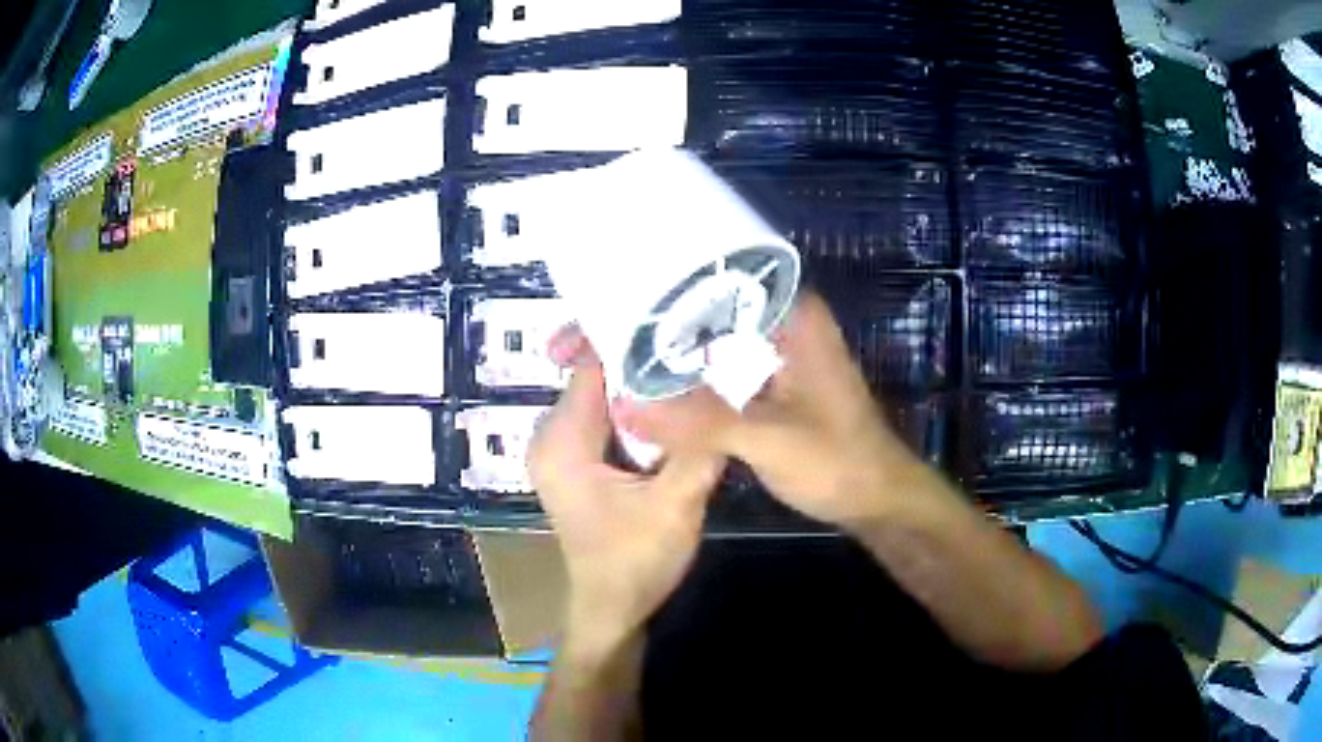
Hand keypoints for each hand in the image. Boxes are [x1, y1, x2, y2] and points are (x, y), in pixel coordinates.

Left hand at [529, 351, 724, 654]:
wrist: (613, 609)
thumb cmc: (634, 563)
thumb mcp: (676, 506)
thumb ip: (698, 447)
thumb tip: (728, 388)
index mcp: (562, 440)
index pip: (594, 364)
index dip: (637, 337)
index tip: (682, 315)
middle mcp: (552, 434)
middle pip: (601, 375)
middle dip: (648, 357)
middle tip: (700, 338)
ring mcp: (564, 446)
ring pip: (609, 394)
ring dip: (648, 383)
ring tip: (696, 363)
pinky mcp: (580, 458)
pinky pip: (611, 416)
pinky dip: (642, 407)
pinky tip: (679, 402)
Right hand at [615, 293, 925, 528]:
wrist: (876, 499)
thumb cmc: (838, 462)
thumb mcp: (769, 440)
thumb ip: (700, 422)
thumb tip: (624, 403)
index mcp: (794, 316)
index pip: (727, 272)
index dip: (674, 273)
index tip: (620, 280)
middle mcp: (785, 324)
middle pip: (715, 302)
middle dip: (664, 310)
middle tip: (604, 315)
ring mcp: (779, 354)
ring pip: (717, 335)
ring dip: (676, 342)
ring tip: (616, 341)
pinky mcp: (773, 384)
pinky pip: (723, 365)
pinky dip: (693, 372)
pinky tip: (655, 380)